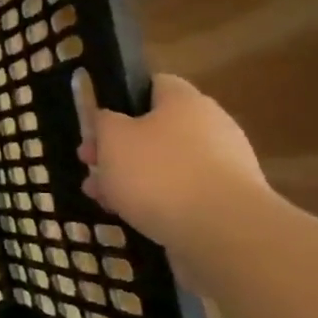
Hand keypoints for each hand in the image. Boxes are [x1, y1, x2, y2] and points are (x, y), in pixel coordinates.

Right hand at [75, 72, 270, 249]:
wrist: (225, 232)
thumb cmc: (159, 172)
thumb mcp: (111, 138)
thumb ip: (103, 121)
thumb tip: (109, 119)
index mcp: (185, 101)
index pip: (154, 84)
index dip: (121, 99)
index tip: (97, 123)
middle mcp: (211, 126)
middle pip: (155, 128)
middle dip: (117, 147)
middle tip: (90, 164)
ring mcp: (224, 166)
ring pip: (165, 163)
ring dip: (130, 177)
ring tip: (102, 197)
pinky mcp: (227, 201)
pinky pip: (182, 192)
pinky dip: (156, 200)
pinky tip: (131, 215)